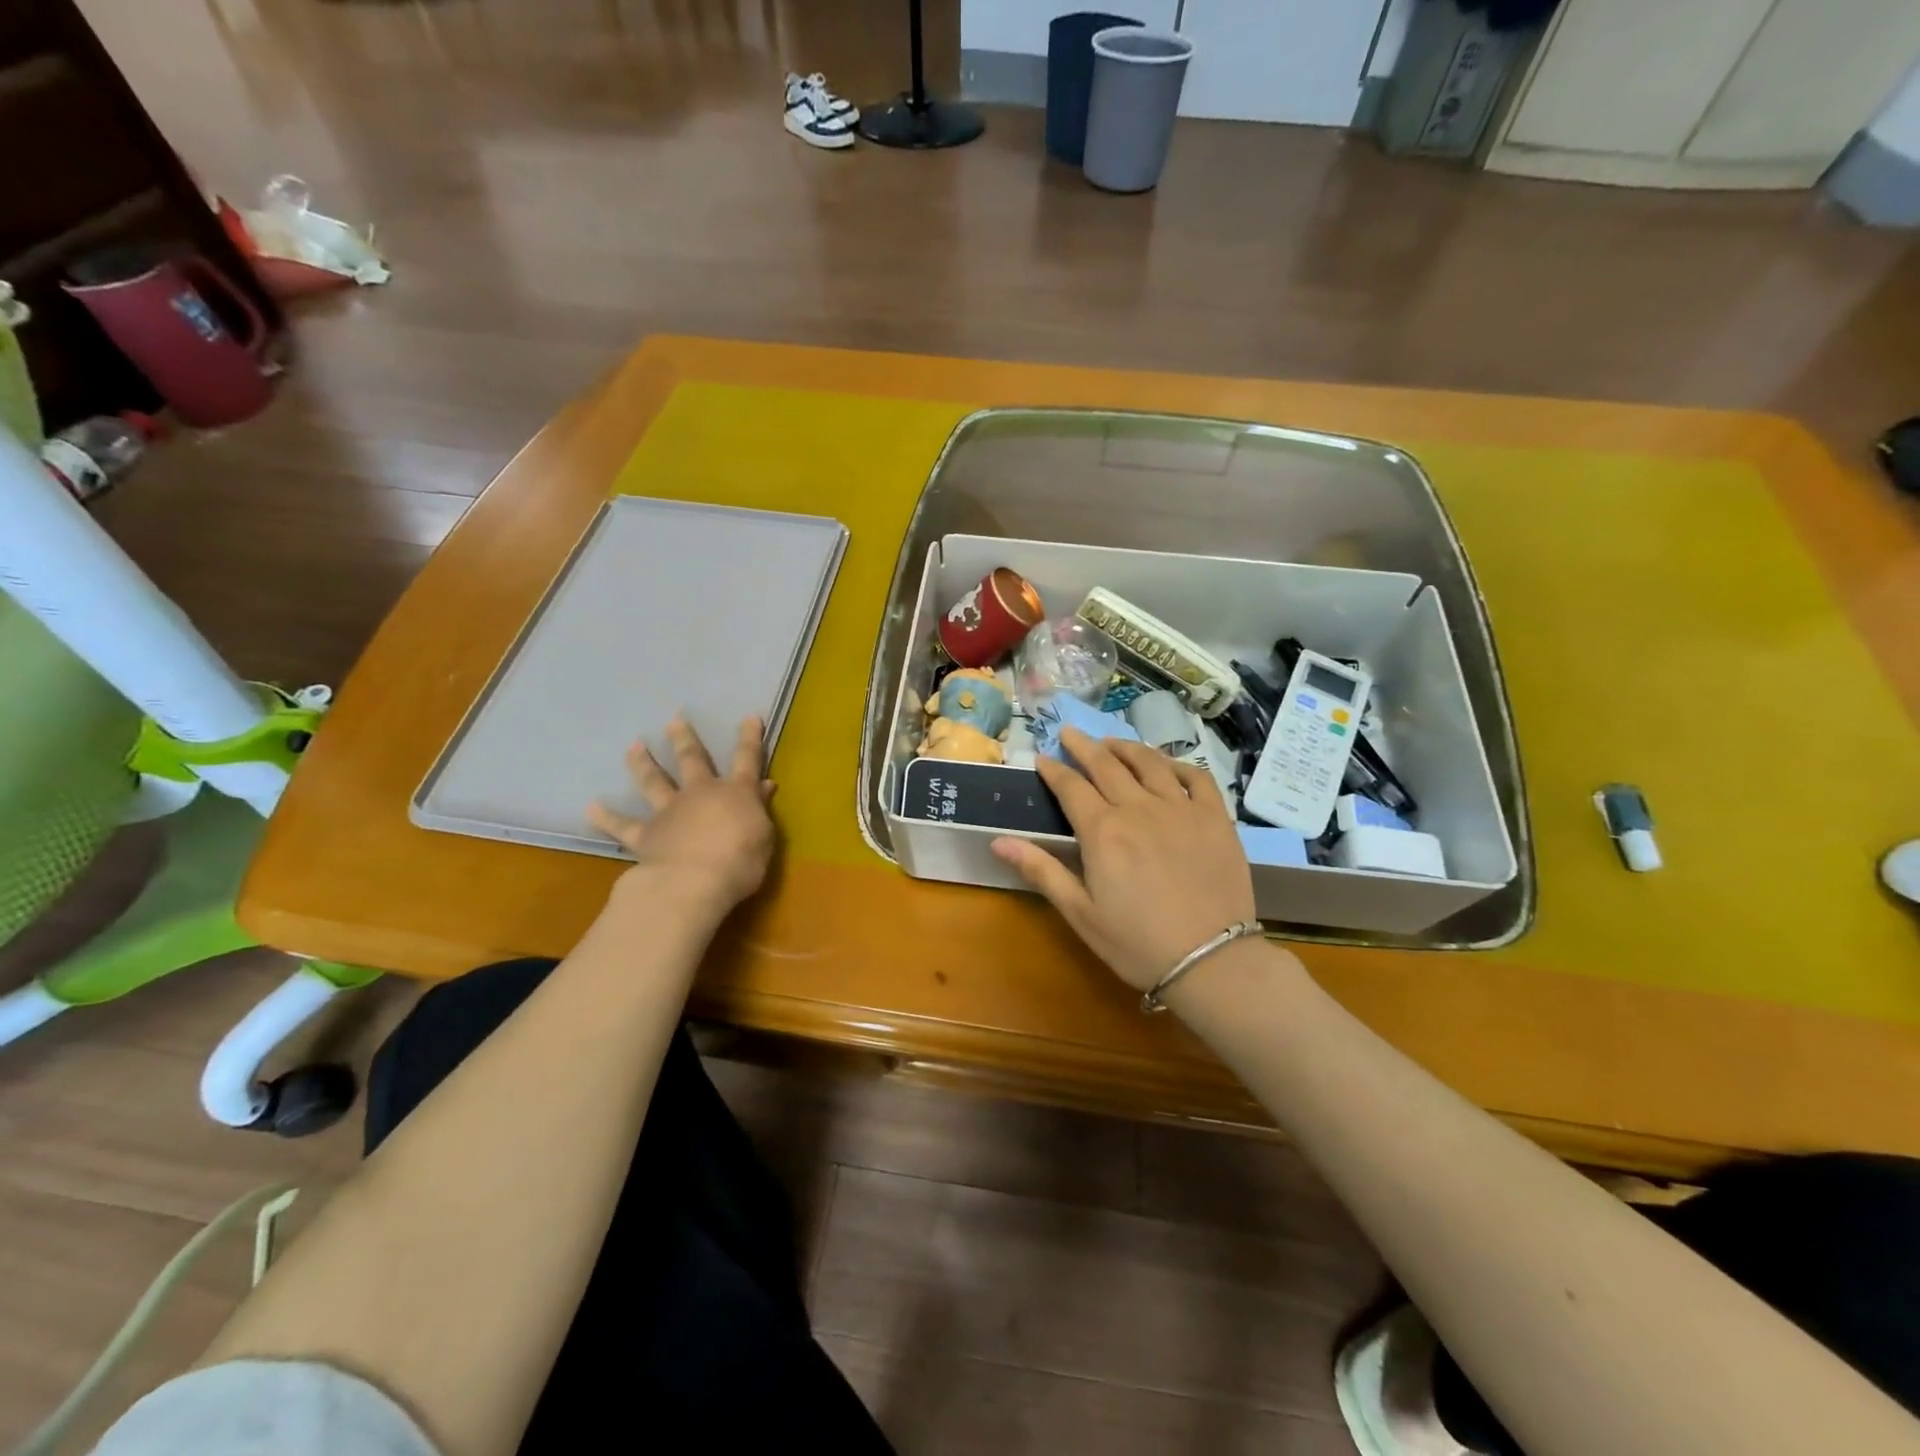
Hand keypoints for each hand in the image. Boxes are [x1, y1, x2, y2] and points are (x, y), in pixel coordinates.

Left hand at [587, 716, 775, 914]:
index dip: (750, 738)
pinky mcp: (645, 835)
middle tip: (673, 719)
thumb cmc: (741, 861)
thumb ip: (760, 809)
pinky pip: (622, 825)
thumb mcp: (764, 835)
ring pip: (654, 782)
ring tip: (633, 747)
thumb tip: (764, 785)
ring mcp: (669, 812)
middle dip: (684, 739)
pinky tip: (590, 807)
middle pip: (692, 760)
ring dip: (643, 764)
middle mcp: (700, 794)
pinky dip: (606, 817)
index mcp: (736, 793)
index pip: (747, 759)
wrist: (694, 882)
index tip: (749, 717)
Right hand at [992, 728, 1256, 992]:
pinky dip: (1177, 764)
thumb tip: (998, 840)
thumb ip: (1041, 871)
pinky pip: (1196, 777)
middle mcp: (1140, 808)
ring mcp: (1181, 808)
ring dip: (1126, 747)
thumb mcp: (1080, 913)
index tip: (1041, 758)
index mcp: (1103, 831)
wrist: (1212, 961)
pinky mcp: (1215, 817)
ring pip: (1149, 762)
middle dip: (1084, 746)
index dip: (1054, 770)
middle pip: (1107, 765)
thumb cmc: (1137, 943)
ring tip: (1111, 742)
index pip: (1071, 787)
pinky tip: (1166, 765)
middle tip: (1069, 732)